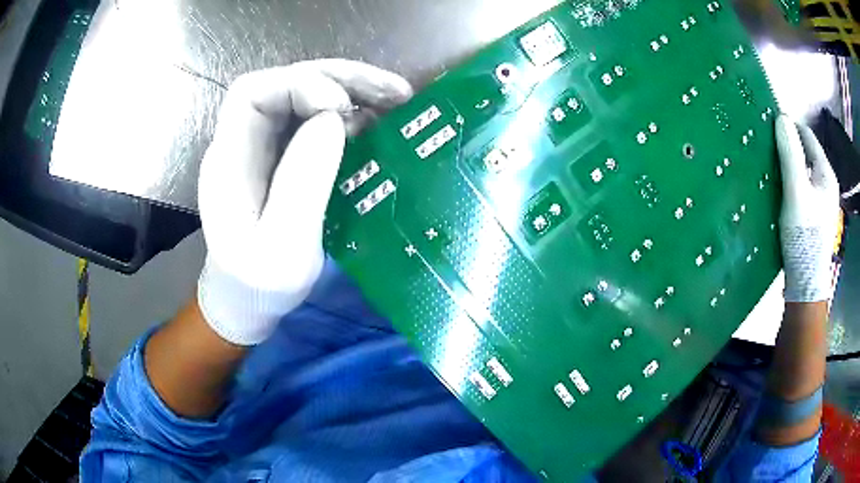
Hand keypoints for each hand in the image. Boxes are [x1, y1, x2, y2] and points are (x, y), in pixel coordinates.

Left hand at [197, 60, 411, 344]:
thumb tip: (333, 120)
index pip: (253, 93)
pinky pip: (312, 122)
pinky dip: (347, 116)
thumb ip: (303, 184)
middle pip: (283, 85)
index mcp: (229, 161)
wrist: (246, 301)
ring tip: (396, 99)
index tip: (341, 106)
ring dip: (349, 91)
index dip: (298, 84)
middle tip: (392, 90)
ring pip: (302, 98)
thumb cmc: (259, 285)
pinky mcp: (281, 159)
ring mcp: (262, 149)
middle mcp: (242, 144)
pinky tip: (375, 124)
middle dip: (337, 78)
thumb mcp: (284, 249)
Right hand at [775, 114, 839, 302]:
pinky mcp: (814, 218)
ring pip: (803, 173)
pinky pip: (802, 190)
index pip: (807, 136)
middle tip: (768, 152)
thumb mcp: (796, 191)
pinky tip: (780, 193)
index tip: (769, 131)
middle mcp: (826, 185)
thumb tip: (781, 117)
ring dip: (789, 169)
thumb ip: (791, 153)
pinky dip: (791, 186)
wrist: (805, 283)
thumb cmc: (804, 235)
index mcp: (826, 174)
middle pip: (806, 155)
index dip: (789, 129)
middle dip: (788, 149)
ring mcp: (821, 202)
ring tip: (772, 172)